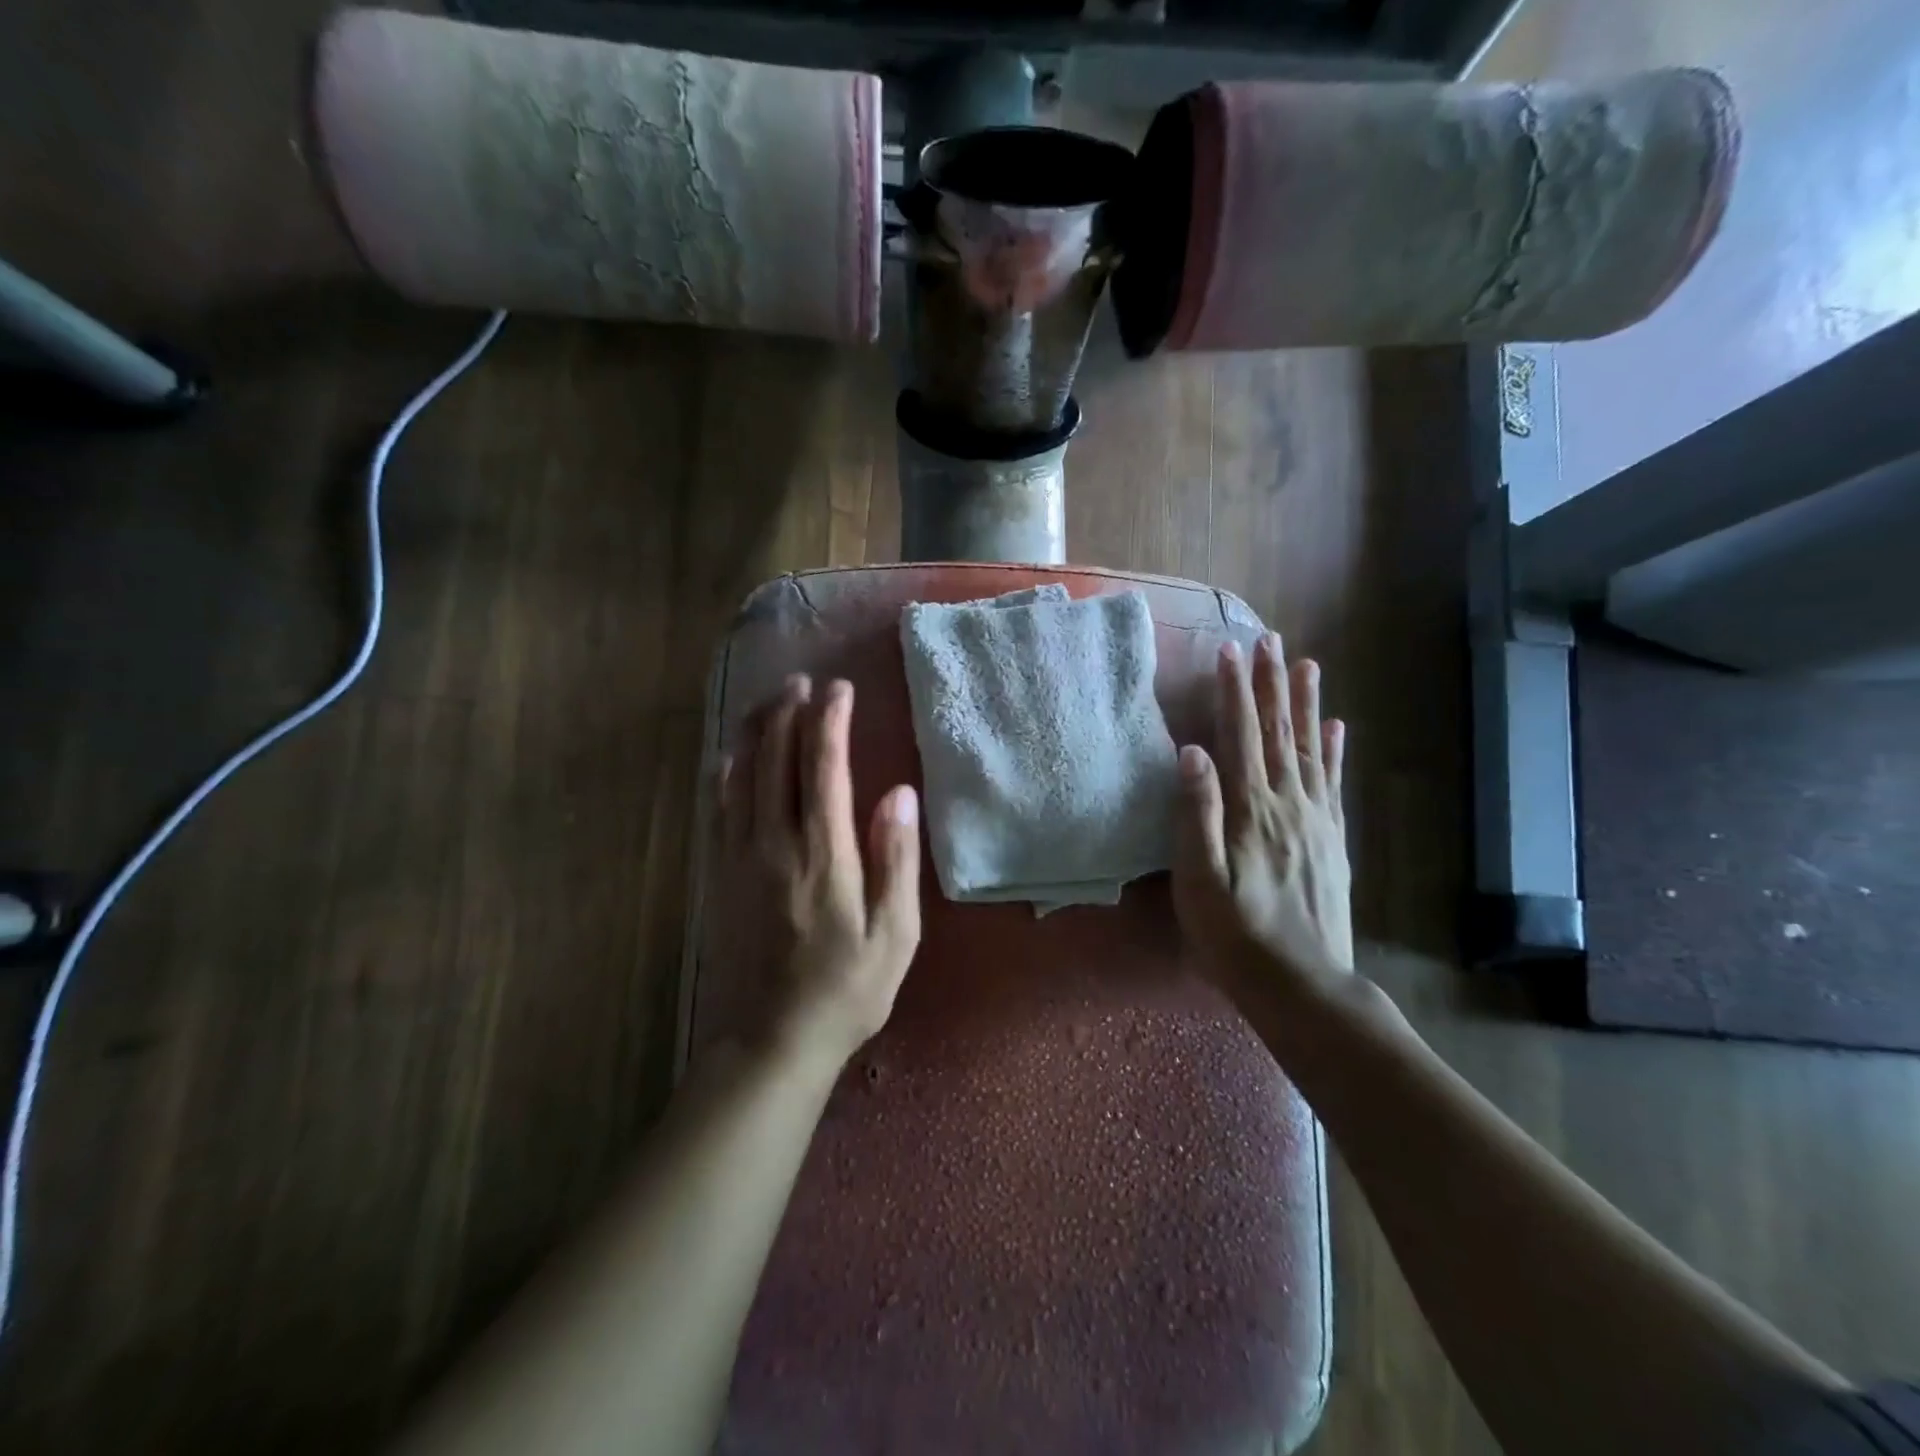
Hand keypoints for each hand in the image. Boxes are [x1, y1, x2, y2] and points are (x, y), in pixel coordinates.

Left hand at [718, 674, 922, 1071]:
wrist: (771, 1041)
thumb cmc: (846, 991)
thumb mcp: (894, 935)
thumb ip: (896, 860)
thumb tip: (899, 793)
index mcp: (824, 855)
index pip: (824, 768)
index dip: (831, 721)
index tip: (841, 689)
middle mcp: (776, 844)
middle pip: (777, 760)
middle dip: (790, 713)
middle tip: (804, 680)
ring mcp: (741, 857)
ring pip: (743, 776)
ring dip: (757, 732)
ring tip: (771, 699)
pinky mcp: (721, 874)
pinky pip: (721, 807)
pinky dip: (727, 772)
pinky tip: (731, 754)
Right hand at [1172, 635, 1352, 1000]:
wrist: (1301, 983)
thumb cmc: (1234, 934)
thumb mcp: (1198, 880)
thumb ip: (1196, 813)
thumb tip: (1191, 752)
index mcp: (1250, 809)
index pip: (1240, 736)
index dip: (1234, 692)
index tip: (1229, 650)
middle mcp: (1287, 803)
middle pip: (1278, 732)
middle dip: (1271, 683)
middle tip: (1270, 639)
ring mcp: (1315, 820)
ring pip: (1310, 748)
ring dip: (1306, 704)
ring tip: (1307, 664)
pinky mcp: (1332, 839)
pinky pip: (1333, 783)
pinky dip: (1334, 750)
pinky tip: (1336, 727)